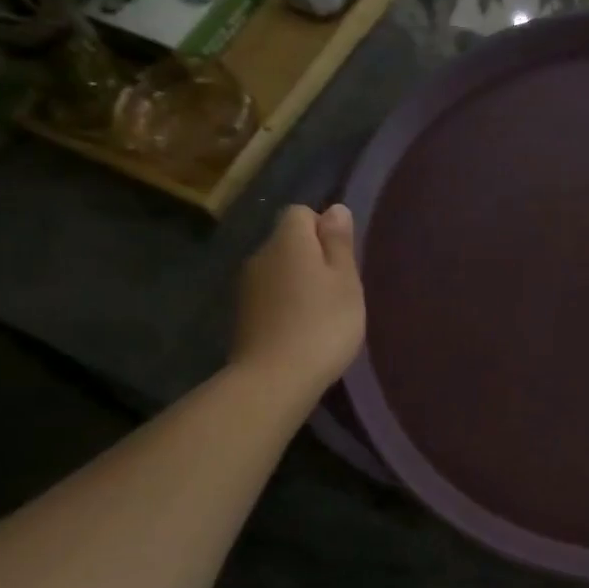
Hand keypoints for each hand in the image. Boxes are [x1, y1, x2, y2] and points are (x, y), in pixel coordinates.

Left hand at [231, 204, 365, 391]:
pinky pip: (270, 296)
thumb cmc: (322, 324)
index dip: (324, 229)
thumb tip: (334, 209)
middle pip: (288, 242)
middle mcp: (261, 255)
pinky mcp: (243, 315)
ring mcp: (247, 287)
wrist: (274, 379)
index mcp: (288, 240)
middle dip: (312, 256)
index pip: (302, 213)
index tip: (342, 259)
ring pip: (279, 270)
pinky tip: (301, 329)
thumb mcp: (345, 280)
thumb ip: (339, 242)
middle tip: (339, 289)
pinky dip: (286, 305)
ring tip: (322, 313)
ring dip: (299, 282)